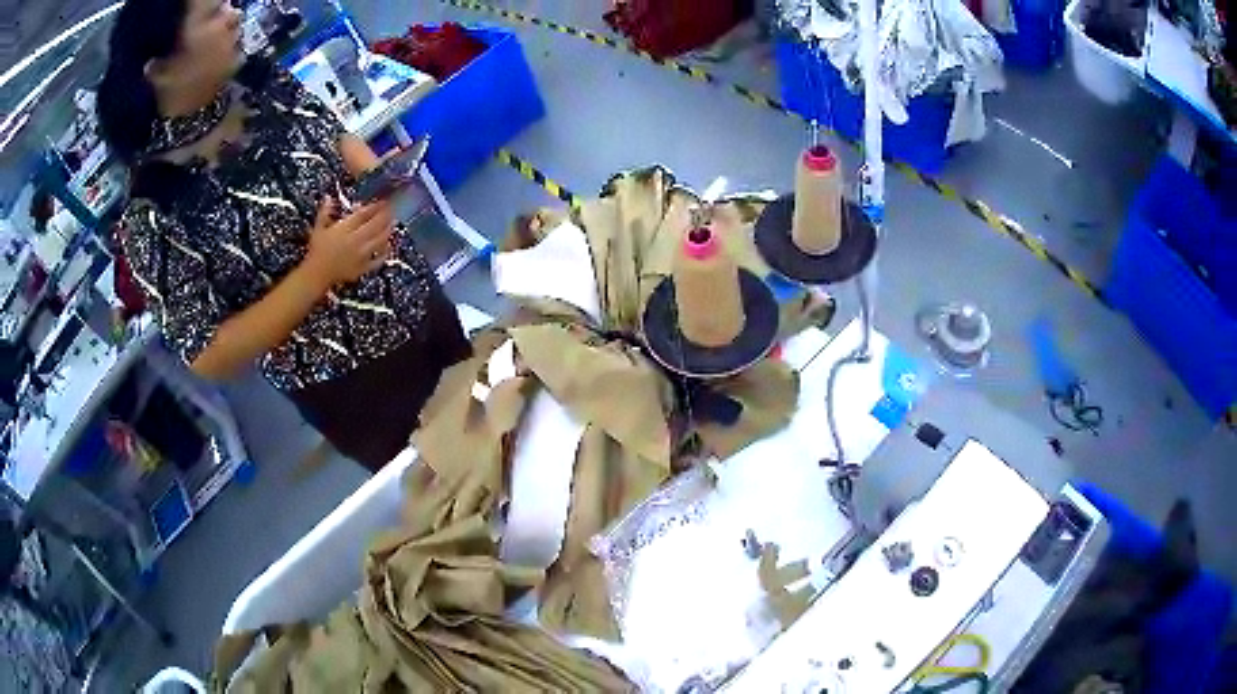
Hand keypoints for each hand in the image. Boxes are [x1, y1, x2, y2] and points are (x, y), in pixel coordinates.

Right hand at [302, 197, 393, 288]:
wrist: (316, 275)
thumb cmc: (316, 251)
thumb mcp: (318, 229)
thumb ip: (324, 213)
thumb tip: (327, 198)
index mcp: (344, 229)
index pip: (363, 214)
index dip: (375, 207)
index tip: (383, 201)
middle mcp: (355, 240)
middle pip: (375, 225)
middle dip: (386, 216)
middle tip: (393, 210)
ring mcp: (360, 255)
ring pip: (380, 241)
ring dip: (388, 231)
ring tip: (393, 223)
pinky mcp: (362, 268)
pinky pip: (378, 260)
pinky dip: (385, 253)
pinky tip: (388, 247)